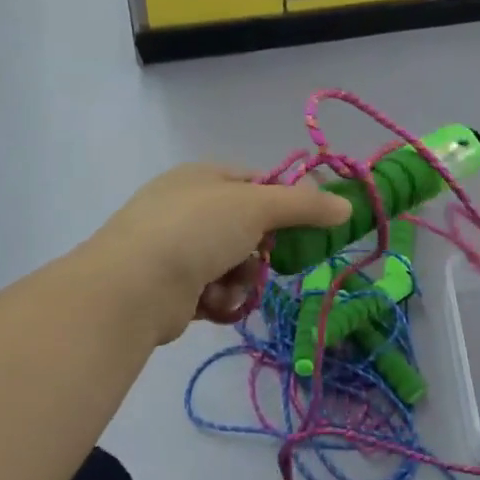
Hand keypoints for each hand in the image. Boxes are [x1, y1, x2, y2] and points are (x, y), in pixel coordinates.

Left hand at [79, 164, 352, 347]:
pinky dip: (220, 298)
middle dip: (261, 250)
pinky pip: (214, 291)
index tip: (308, 224)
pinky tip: (212, 303)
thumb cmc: (197, 230)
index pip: (256, 183)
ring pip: (234, 264)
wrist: (134, 286)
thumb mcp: (258, 206)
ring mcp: (175, 248)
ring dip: (241, 278)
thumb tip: (346, 206)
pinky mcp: (171, 287)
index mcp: (203, 176)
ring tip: (230, 286)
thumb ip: (304, 205)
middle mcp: (188, 207)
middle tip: (269, 260)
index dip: (283, 202)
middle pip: (247, 227)